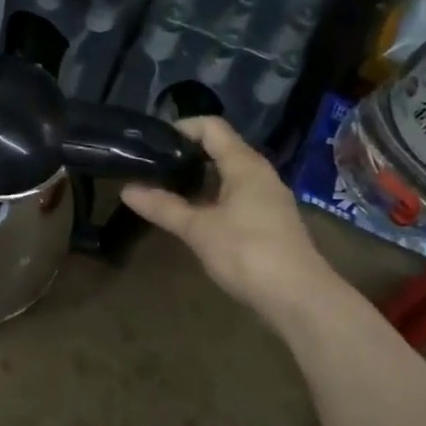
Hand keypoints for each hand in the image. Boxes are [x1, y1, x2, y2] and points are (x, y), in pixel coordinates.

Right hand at [121, 117, 338, 320]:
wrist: (298, 298)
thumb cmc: (247, 253)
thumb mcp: (198, 229)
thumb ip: (163, 207)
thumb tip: (127, 189)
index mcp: (245, 165)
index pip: (212, 127)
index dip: (181, 128)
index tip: (151, 142)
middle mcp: (259, 174)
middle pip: (219, 149)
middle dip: (185, 155)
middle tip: (151, 167)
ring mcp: (267, 198)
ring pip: (227, 175)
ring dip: (196, 179)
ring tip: (163, 190)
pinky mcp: (268, 221)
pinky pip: (234, 195)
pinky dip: (210, 197)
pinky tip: (190, 215)